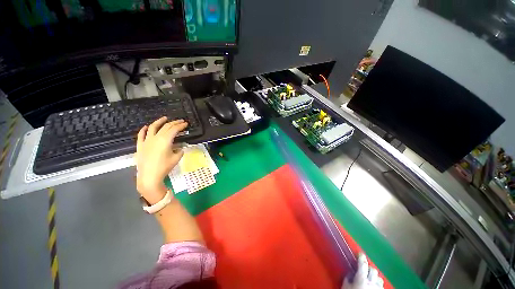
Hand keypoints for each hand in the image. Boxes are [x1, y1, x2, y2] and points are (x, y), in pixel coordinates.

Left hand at [135, 117, 187, 203]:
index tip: (186, 124)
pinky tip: (147, 126)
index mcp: (165, 140)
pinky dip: (144, 129)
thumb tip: (180, 148)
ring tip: (164, 118)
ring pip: (153, 127)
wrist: (149, 176)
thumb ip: (180, 151)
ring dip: (159, 121)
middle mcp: (156, 138)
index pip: (174, 129)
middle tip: (180, 121)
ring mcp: (147, 141)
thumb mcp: (176, 158)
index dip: (181, 125)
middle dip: (174, 123)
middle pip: (166, 127)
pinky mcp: (140, 145)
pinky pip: (141, 135)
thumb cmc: (164, 167)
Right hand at [342, 254, 383, 288]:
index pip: (363, 264)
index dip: (361, 257)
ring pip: (380, 278)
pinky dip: (378, 285)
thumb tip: (350, 274)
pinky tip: (374, 288)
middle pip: (373, 270)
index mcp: (362, 278)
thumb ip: (348, 279)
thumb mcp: (345, 288)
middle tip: (364, 269)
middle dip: (369, 268)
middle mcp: (372, 282)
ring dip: (375, 277)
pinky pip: (381, 287)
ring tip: (371, 279)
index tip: (360, 253)